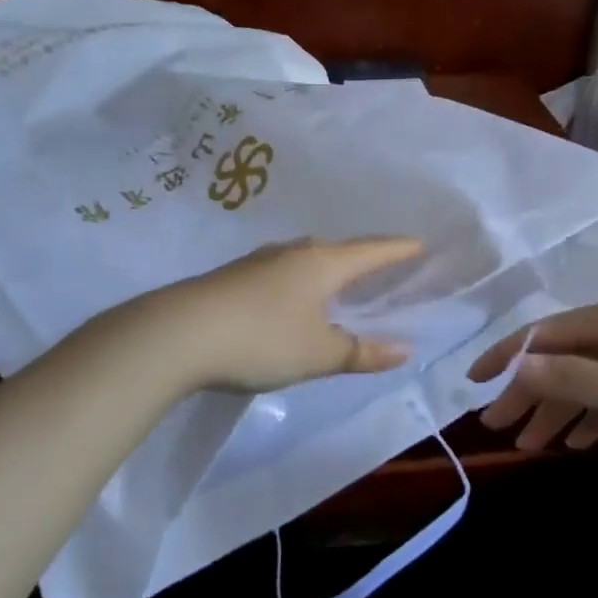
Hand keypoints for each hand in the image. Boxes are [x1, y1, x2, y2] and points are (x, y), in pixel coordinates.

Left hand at [139, 237, 424, 392]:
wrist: (178, 334)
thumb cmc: (262, 339)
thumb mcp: (318, 354)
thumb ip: (360, 352)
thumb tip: (403, 350)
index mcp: (322, 263)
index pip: (371, 252)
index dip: (398, 250)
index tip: (420, 243)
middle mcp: (292, 252)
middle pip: (337, 249)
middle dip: (362, 257)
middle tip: (381, 265)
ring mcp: (258, 261)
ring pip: (305, 257)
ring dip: (326, 267)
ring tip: (338, 280)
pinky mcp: (232, 277)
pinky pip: (280, 271)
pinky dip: (299, 280)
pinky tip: (290, 296)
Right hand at [467, 294, 597, 462]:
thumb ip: (568, 377)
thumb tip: (515, 363)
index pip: (544, 333)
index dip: (505, 358)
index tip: (472, 386)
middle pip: (563, 356)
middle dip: (528, 391)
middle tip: (497, 427)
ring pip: (588, 379)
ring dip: (558, 409)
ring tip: (530, 444)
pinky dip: (594, 415)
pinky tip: (579, 441)